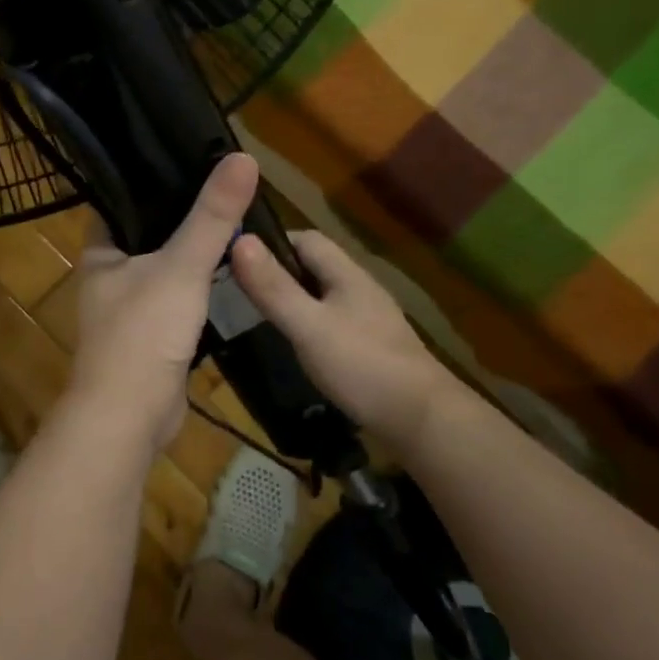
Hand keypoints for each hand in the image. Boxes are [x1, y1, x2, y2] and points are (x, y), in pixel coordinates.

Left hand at [66, 153, 259, 448]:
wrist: (131, 417)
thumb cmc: (143, 334)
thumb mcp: (181, 267)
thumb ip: (212, 216)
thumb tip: (243, 158)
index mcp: (101, 251)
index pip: (122, 199)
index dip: (152, 176)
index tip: (190, 155)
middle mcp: (110, 275)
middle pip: (149, 232)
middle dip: (183, 214)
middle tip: (225, 186)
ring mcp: (130, 308)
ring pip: (166, 268)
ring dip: (194, 251)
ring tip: (235, 218)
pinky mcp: (152, 336)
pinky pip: (179, 299)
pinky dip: (200, 286)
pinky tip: (230, 270)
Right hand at [231, 228, 457, 449]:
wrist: (422, 420)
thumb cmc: (362, 365)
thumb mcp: (308, 326)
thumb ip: (274, 287)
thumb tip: (241, 240)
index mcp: (347, 275)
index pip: (306, 239)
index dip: (271, 243)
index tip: (236, 259)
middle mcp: (360, 290)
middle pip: (315, 267)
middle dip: (278, 273)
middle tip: (239, 292)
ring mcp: (370, 320)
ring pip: (323, 297)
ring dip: (293, 301)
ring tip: (258, 318)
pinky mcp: (372, 348)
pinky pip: (333, 323)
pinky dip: (309, 326)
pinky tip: (295, 347)